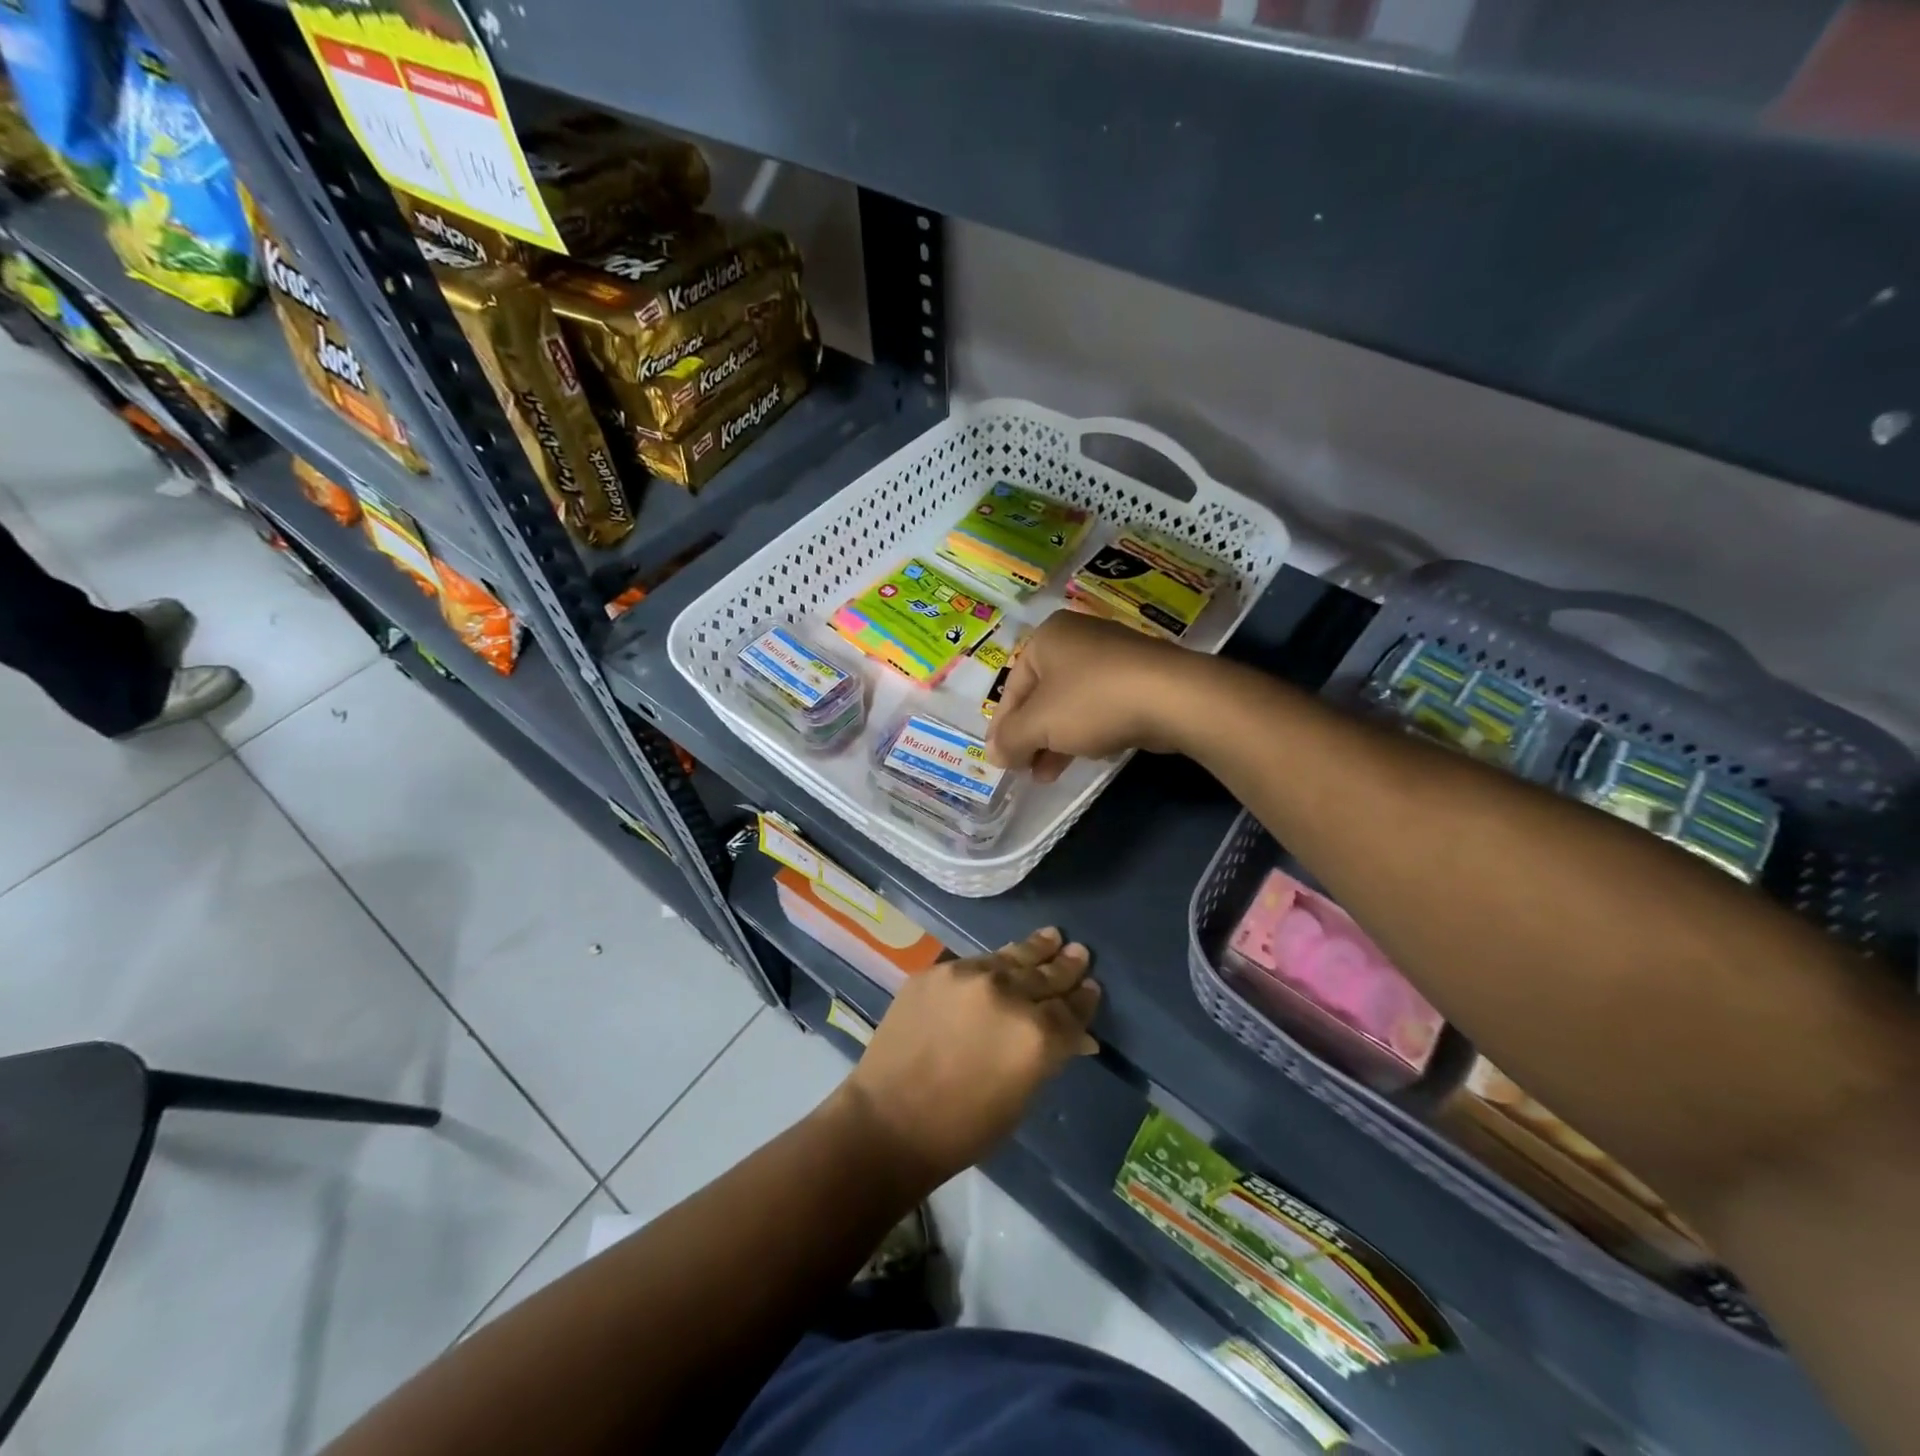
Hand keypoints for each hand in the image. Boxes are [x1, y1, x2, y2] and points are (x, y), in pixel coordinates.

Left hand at [840, 928, 1099, 1181]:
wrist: (889, 1120)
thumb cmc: (964, 1128)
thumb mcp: (1022, 1097)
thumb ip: (1049, 1055)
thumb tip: (1076, 1036)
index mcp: (1038, 1035)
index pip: (1073, 1009)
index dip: (1084, 998)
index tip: (1091, 986)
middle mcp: (1009, 995)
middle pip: (1046, 975)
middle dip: (1065, 966)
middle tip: (1079, 953)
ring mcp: (969, 976)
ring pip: (1012, 957)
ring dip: (1035, 949)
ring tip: (1051, 936)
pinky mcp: (937, 970)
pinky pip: (975, 962)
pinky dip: (994, 963)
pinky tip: (1002, 959)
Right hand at [986, 610, 1210, 781]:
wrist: (1172, 697)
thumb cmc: (1092, 701)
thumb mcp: (1039, 724)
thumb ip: (1010, 739)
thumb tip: (994, 755)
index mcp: (1047, 637)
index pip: (1012, 686)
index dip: (1002, 726)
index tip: (999, 759)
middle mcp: (1077, 638)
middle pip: (1041, 695)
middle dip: (1030, 736)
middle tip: (1024, 769)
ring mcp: (1111, 656)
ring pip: (1070, 704)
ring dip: (1055, 741)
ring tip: (1048, 775)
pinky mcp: (1137, 678)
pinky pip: (1100, 706)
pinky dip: (1086, 731)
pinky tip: (1087, 755)